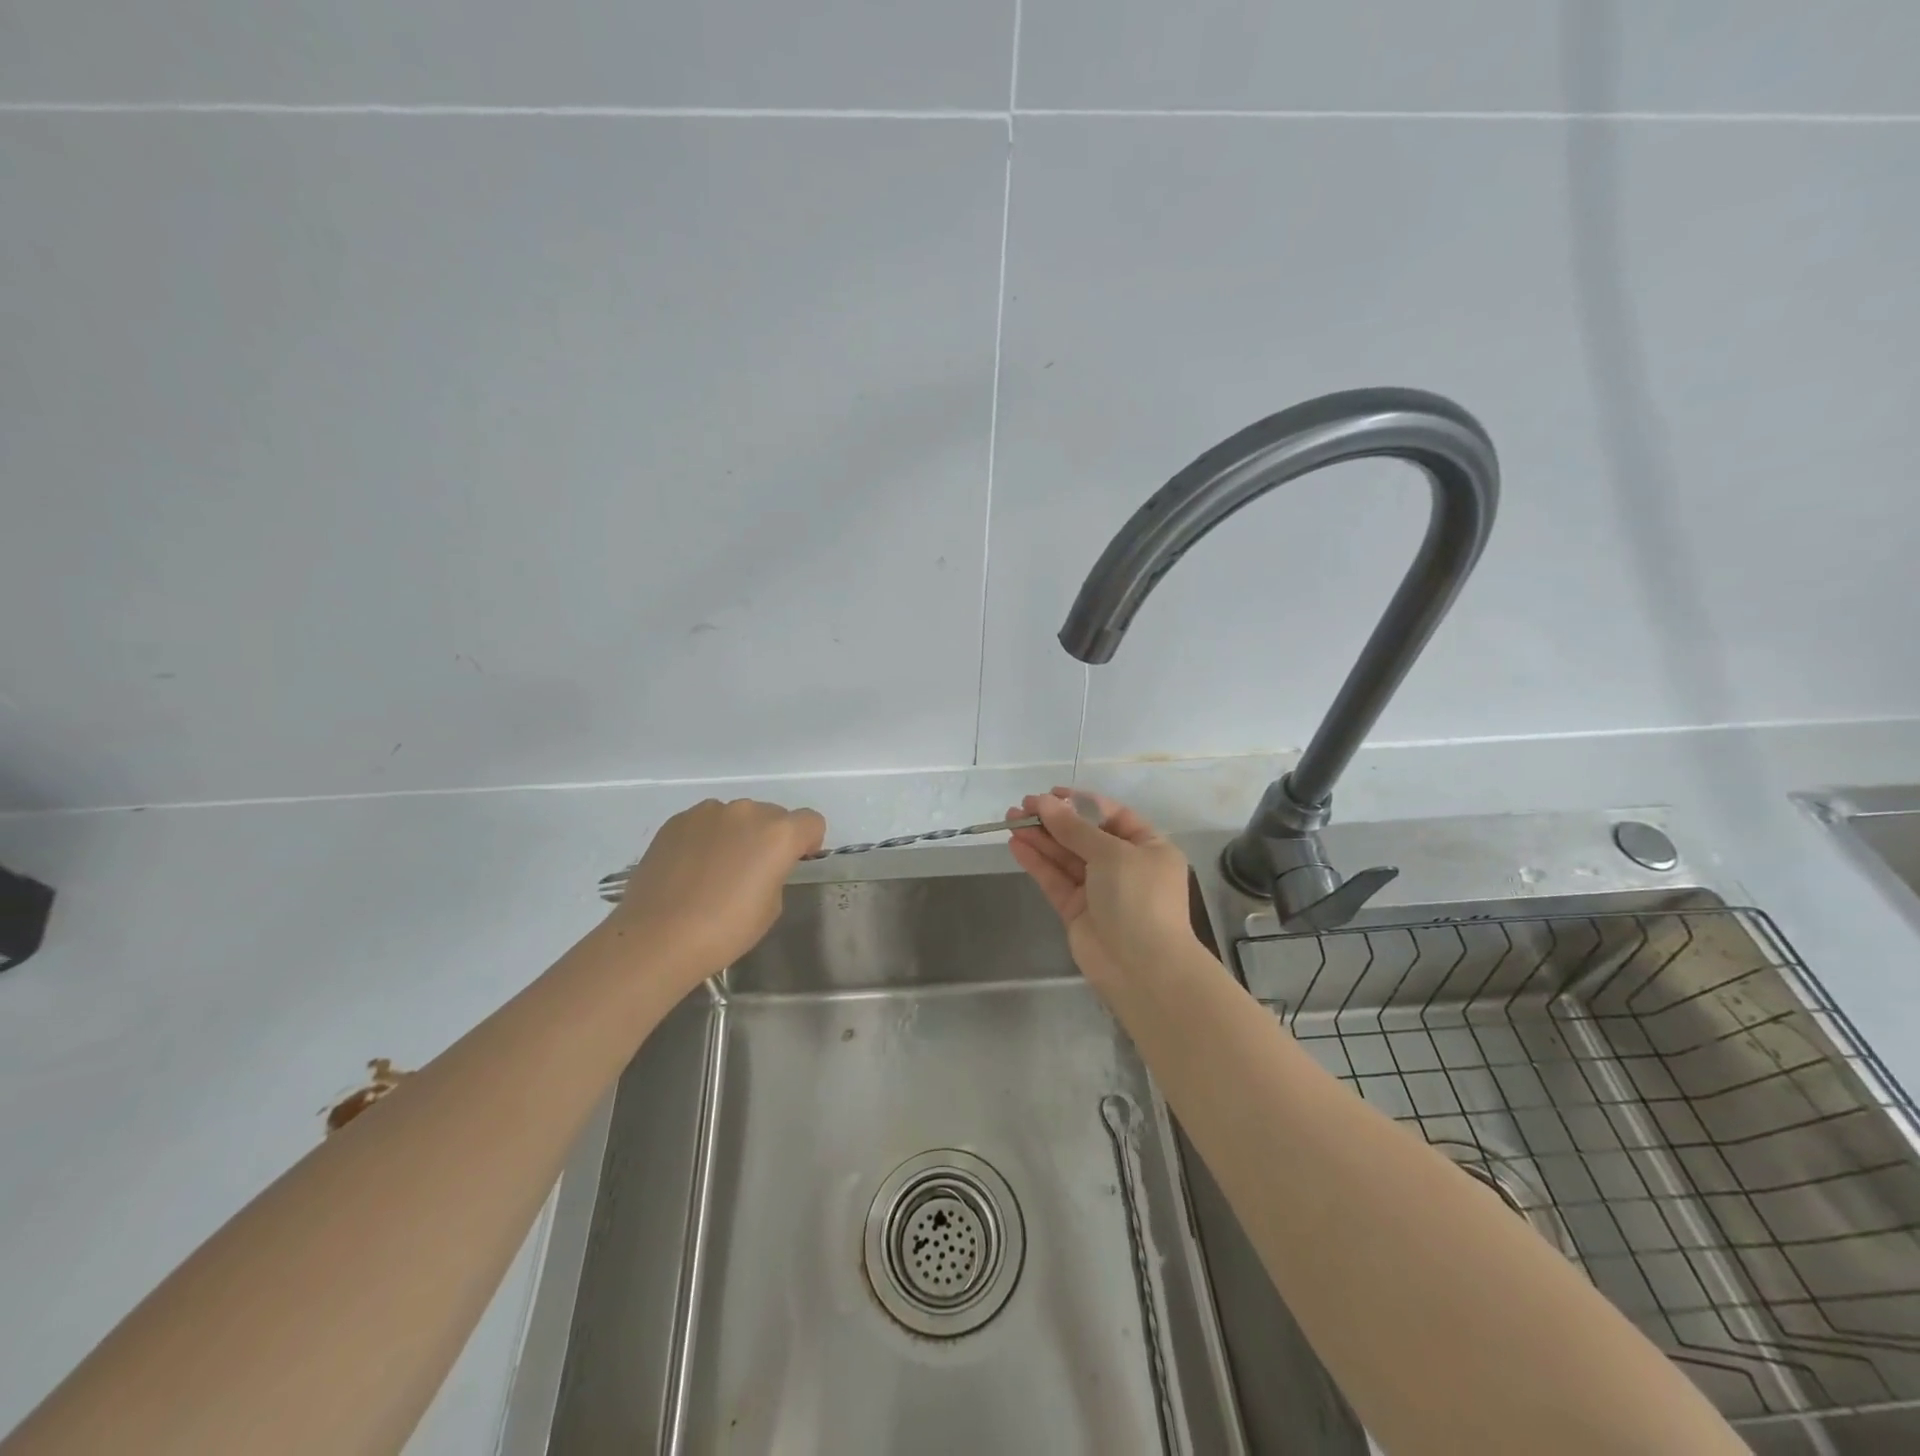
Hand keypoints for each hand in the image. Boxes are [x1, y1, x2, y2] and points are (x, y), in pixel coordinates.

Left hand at [599, 798, 825, 988]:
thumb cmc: (725, 930)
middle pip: (773, 815)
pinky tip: (691, 868)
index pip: (811, 822)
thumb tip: (760, 866)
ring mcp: (708, 812)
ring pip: (737, 816)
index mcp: (779, 834)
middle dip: (770, 837)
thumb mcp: (771, 907)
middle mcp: (747, 812)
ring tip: (716, 870)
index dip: (808, 842)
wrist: (658, 937)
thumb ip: (775, 873)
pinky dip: (707, 838)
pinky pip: (705, 822)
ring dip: (738, 834)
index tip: (793, 863)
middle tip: (752, 871)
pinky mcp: (677, 820)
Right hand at [1006, 788, 1197, 990]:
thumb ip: (1074, 828)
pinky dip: (1037, 862)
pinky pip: (1055, 880)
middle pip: (1084, 836)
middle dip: (1054, 820)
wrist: (1143, 968)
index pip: (1111, 816)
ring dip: (1040, 838)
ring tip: (1010, 820)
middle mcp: (1125, 866)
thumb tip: (1044, 802)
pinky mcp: (1077, 910)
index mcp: (1147, 847)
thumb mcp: (1111, 853)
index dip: (1080, 803)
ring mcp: (1099, 890)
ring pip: (1065, 857)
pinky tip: (1016, 844)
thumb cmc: (1139, 898)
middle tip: (1021, 806)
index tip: (1050, 793)